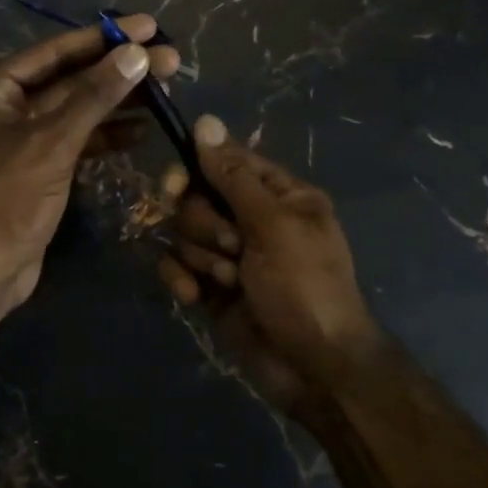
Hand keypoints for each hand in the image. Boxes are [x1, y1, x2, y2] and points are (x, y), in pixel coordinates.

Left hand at [0, 15, 179, 318]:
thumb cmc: (8, 200)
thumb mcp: (53, 142)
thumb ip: (95, 96)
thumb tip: (138, 53)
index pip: (55, 52)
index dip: (104, 38)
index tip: (150, 26)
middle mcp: (4, 106)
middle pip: (70, 79)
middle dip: (118, 71)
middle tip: (170, 59)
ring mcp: (21, 138)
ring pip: (77, 110)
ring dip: (117, 102)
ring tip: (165, 90)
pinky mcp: (38, 167)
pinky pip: (76, 140)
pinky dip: (106, 135)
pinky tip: (141, 130)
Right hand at [159, 115, 384, 415]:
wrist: (312, 366)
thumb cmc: (304, 286)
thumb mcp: (274, 225)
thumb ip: (233, 176)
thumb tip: (204, 121)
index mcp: (279, 196)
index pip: (226, 163)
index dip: (197, 171)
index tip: (176, 186)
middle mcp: (252, 219)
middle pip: (197, 198)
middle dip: (205, 225)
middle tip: (231, 247)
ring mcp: (230, 255)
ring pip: (184, 234)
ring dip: (201, 257)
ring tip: (229, 281)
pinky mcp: (211, 287)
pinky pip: (177, 266)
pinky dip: (181, 279)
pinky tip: (196, 298)